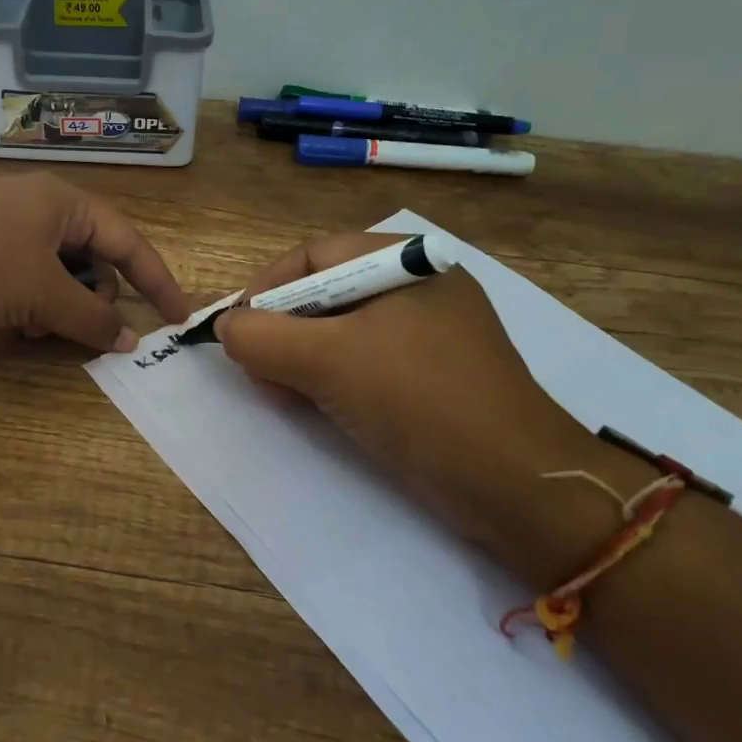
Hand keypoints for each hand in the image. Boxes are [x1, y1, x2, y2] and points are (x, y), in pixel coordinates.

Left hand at [0, 175, 189, 351]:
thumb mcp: (42, 292)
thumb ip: (92, 318)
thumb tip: (129, 340)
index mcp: (61, 201)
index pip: (126, 240)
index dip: (156, 280)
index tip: (178, 317)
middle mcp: (34, 209)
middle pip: (89, 257)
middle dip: (96, 297)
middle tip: (93, 330)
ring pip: (53, 275)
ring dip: (59, 307)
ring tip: (44, 332)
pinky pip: (20, 283)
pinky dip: (27, 307)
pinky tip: (14, 329)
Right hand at [213, 234, 598, 568]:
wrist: (516, 485)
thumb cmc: (419, 402)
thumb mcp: (328, 361)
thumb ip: (262, 336)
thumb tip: (224, 327)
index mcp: (404, 262)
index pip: (312, 257)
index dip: (264, 290)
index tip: (237, 332)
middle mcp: (415, 288)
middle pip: (322, 295)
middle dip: (281, 332)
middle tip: (260, 373)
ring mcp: (426, 334)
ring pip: (338, 333)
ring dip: (299, 361)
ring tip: (283, 396)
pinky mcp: (429, 376)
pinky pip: (362, 363)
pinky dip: (329, 380)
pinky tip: (315, 407)